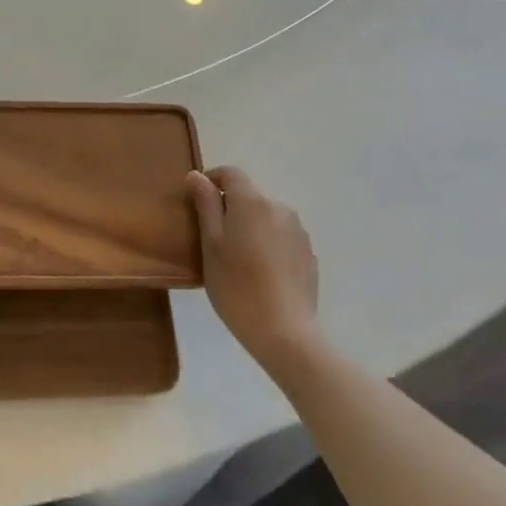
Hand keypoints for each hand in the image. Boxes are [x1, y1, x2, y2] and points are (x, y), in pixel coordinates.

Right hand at [187, 165, 318, 368]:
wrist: (285, 333)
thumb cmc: (237, 286)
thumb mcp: (211, 245)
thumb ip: (206, 206)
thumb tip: (198, 176)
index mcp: (252, 202)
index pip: (231, 173)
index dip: (212, 179)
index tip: (197, 199)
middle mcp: (279, 207)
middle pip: (249, 196)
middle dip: (230, 209)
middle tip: (213, 240)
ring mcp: (298, 231)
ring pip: (266, 218)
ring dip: (251, 227)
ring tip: (238, 260)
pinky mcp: (308, 254)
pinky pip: (281, 238)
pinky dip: (268, 245)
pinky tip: (261, 274)